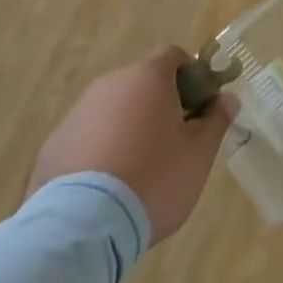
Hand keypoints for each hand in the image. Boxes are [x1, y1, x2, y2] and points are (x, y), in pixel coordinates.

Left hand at [26, 47, 235, 243]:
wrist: (82, 227)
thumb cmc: (153, 180)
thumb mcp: (199, 155)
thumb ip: (216, 120)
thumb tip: (228, 99)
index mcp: (148, 78)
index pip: (173, 56)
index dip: (191, 76)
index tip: (199, 108)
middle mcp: (110, 84)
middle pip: (142, 82)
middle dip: (160, 104)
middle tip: (174, 142)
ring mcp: (77, 113)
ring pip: (113, 109)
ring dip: (129, 127)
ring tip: (138, 170)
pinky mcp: (53, 145)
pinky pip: (87, 136)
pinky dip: (100, 150)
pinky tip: (107, 187)